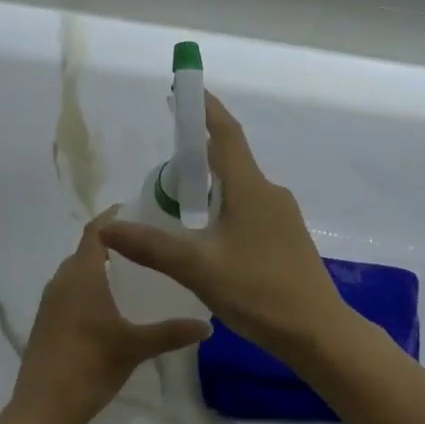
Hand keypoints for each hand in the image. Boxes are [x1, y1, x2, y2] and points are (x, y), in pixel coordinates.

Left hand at [13, 210, 211, 423]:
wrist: (43, 408)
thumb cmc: (89, 367)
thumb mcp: (135, 347)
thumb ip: (172, 332)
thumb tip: (208, 325)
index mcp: (81, 276)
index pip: (96, 232)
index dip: (114, 217)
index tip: (140, 210)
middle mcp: (62, 281)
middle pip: (87, 250)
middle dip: (114, 243)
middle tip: (147, 244)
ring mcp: (50, 302)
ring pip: (77, 271)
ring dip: (101, 266)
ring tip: (135, 271)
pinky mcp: (46, 321)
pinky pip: (70, 290)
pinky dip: (90, 286)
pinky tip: (111, 305)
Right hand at [98, 94, 351, 362]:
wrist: (318, 333)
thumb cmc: (259, 291)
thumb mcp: (197, 268)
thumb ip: (151, 246)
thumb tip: (106, 228)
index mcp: (250, 188)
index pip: (225, 134)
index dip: (205, 109)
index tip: (186, 90)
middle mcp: (269, 193)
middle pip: (230, 160)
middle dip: (198, 154)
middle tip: (165, 161)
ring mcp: (282, 217)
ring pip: (239, 189)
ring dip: (210, 186)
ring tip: (178, 202)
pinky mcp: (286, 239)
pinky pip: (249, 210)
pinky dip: (224, 209)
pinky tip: (208, 237)